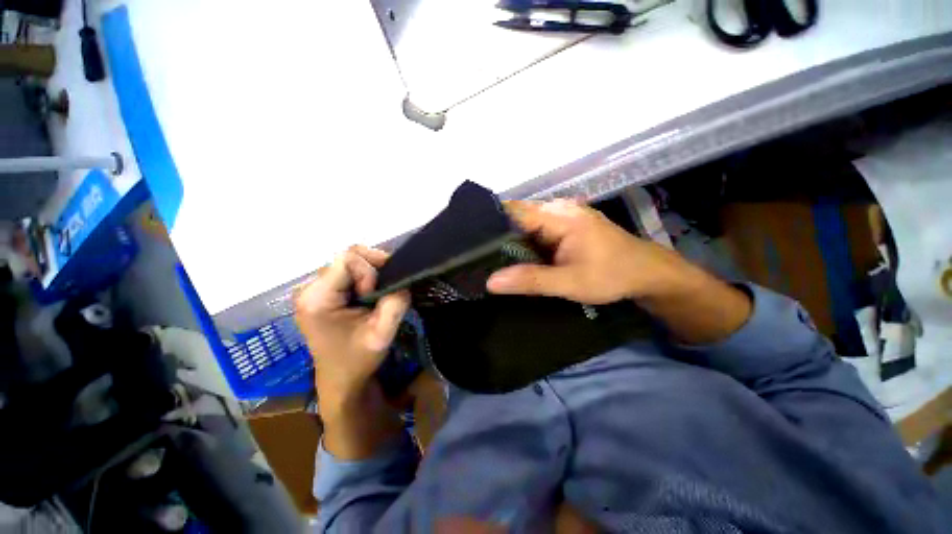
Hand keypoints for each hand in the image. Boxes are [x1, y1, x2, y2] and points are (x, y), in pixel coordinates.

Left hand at [294, 246, 409, 409]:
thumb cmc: (357, 360)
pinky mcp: (321, 292)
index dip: (369, 272)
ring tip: (373, 299)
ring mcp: (313, 289)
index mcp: (317, 298)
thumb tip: (402, 282)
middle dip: (371, 272)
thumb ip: (395, 304)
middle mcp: (309, 288)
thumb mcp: (382, 334)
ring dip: (369, 276)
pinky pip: (348, 271)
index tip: (374, 295)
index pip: (347, 258)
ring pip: (350, 262)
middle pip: (348, 257)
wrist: (341, 379)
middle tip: (378, 296)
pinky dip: (364, 279)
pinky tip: (367, 296)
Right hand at [486, 199, 689, 304]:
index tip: (468, 240)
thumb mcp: (569, 282)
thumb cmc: (612, 275)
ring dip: (510, 240)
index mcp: (559, 216)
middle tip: (474, 254)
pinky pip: (537, 230)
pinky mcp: (567, 225)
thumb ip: (530, 280)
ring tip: (487, 256)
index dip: (489, 224)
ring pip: (526, 224)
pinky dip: (524, 242)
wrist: (647, 273)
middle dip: (496, 235)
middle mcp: (559, 208)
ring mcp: (564, 215)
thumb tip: (490, 281)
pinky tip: (514, 256)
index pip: (513, 211)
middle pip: (517, 216)